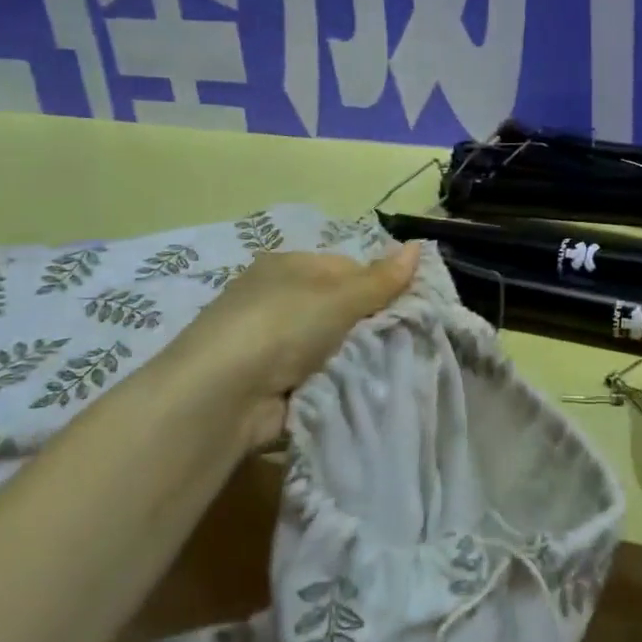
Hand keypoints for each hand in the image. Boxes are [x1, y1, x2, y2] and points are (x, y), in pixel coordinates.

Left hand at [152, 242, 420, 446]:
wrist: (223, 396)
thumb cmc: (282, 326)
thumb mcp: (339, 296)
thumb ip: (381, 278)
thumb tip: (419, 244)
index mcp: (289, 267)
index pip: (347, 268)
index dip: (379, 285)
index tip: (408, 306)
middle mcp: (278, 300)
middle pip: (341, 308)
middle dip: (370, 325)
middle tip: (405, 339)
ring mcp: (272, 344)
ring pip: (333, 346)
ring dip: (355, 358)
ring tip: (390, 367)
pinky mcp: (272, 384)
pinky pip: (319, 377)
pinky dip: (337, 384)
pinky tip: (362, 390)